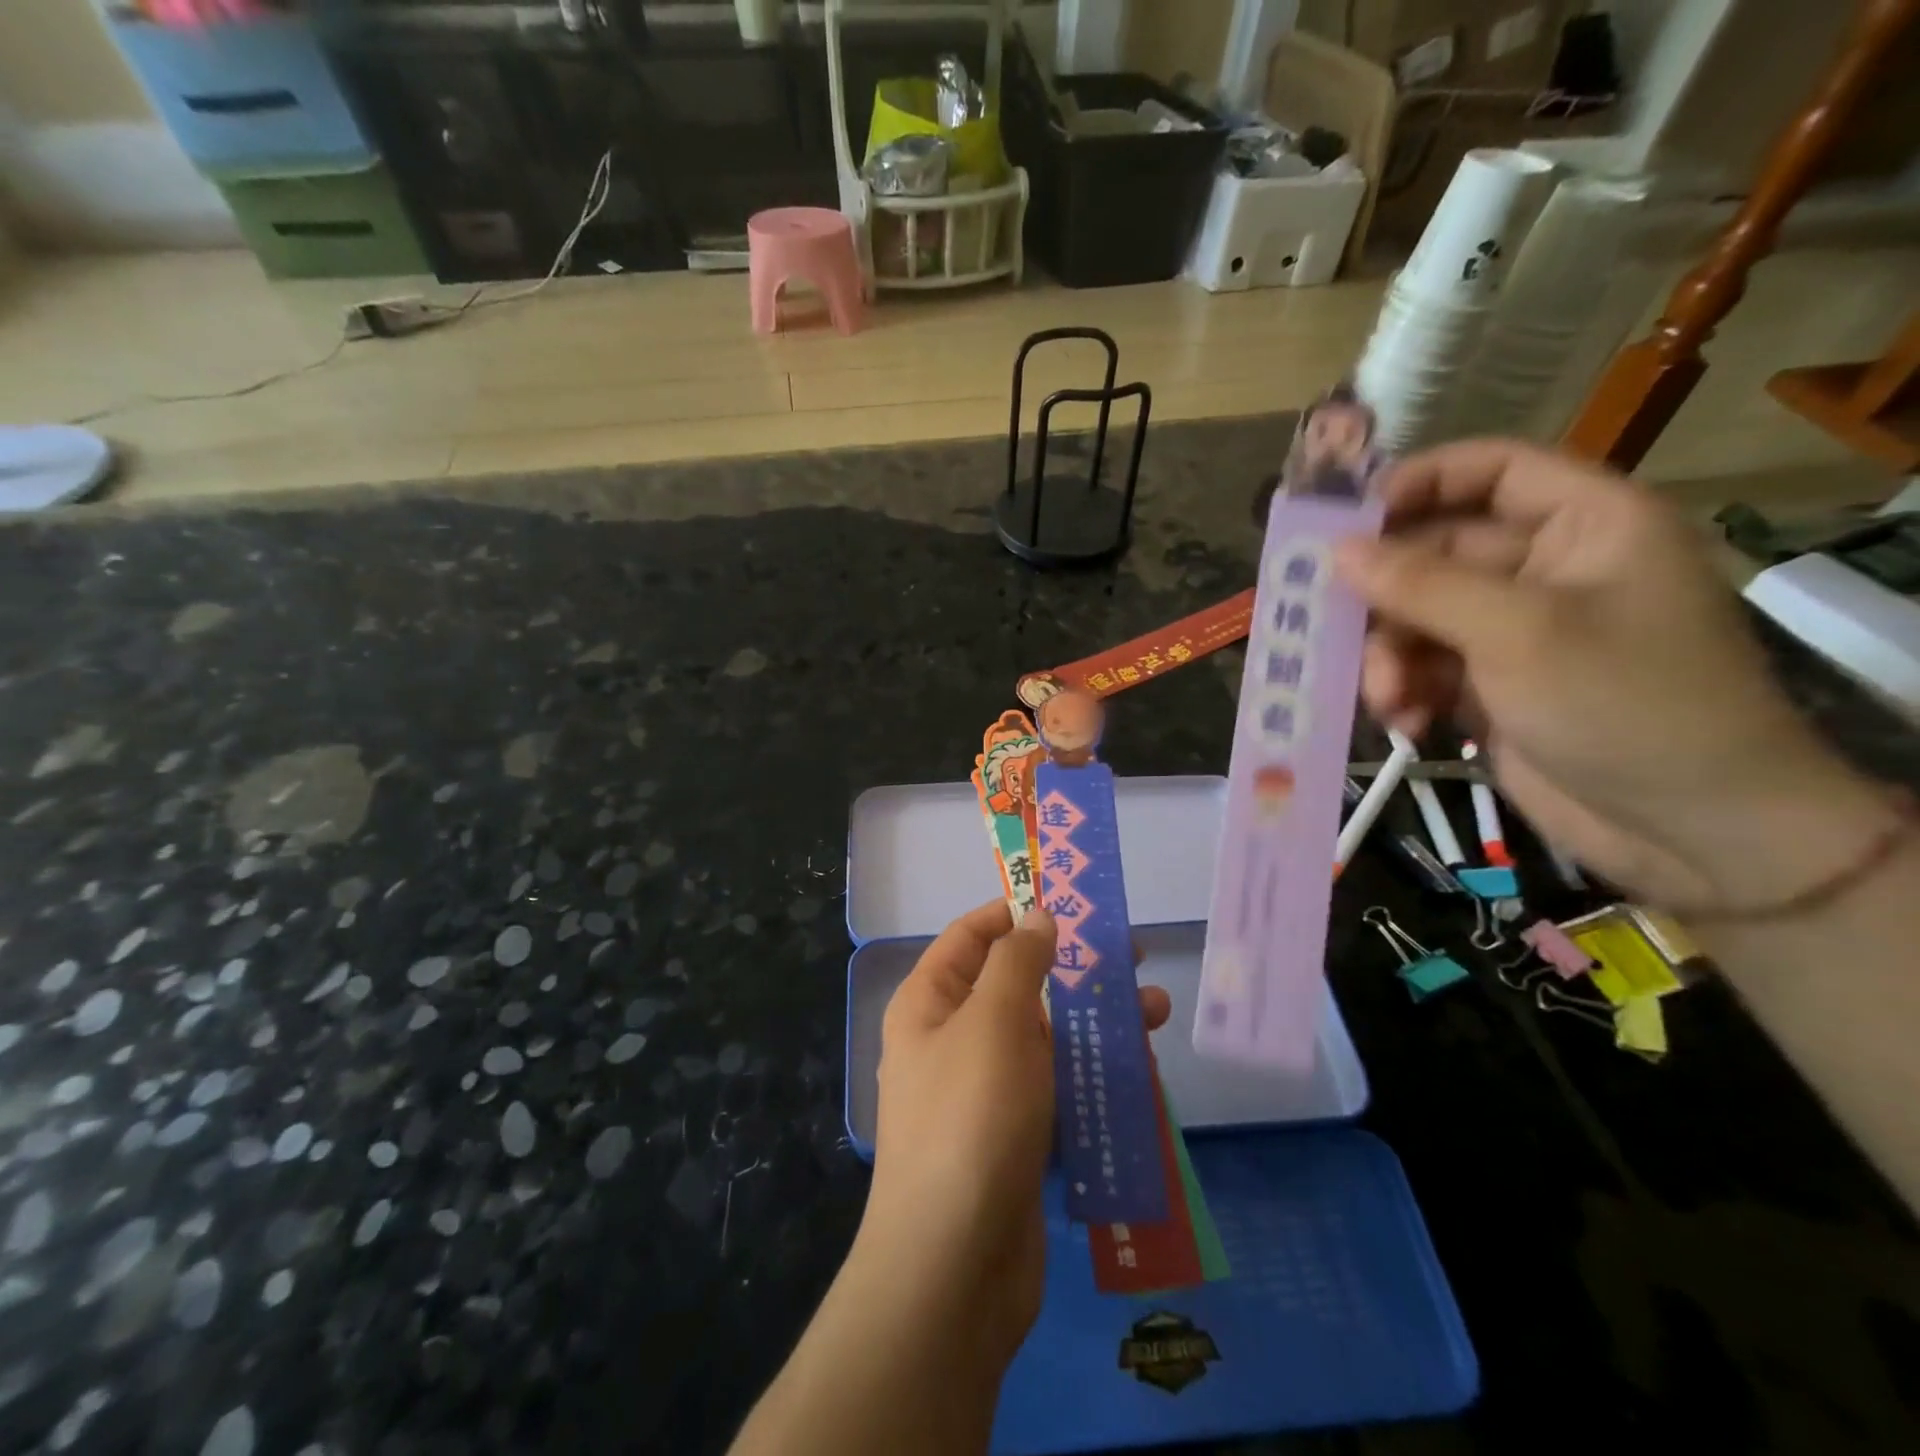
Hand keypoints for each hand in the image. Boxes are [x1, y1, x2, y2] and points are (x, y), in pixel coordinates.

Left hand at [867, 902, 1170, 1368]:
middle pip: (1015, 983)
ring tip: (1156, 1008)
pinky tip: (1140, 1068)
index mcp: (930, 1003)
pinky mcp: (1017, 1135)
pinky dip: (1093, 1072)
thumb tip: (1037, 915)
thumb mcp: (994, 1023)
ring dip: (1095, 1020)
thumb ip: (1018, 963)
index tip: (1068, 899)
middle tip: (1132, 952)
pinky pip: (1057, 1086)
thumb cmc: (970, 1119)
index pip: (970, 936)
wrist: (955, 1267)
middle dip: (1072, 966)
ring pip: (1044, 1036)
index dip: (1014, 911)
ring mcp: (985, 1091)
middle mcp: (952, 1039)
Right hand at [1334, 439, 1896, 909]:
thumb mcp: (1518, 633)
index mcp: (1584, 526)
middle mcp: (1546, 569)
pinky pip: (1421, 669)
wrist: (1689, 830)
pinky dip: (1404, 692)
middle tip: (1329, 626)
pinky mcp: (1489, 686)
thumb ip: (1421, 585)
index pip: (1491, 470)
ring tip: (1387, 700)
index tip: (1344, 521)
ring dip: (1389, 658)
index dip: (1417, 482)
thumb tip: (1336, 550)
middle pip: (1434, 554)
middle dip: (1386, 599)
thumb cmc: (1624, 704)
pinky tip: (1407, 724)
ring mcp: (1514, 632)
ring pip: (1415, 619)